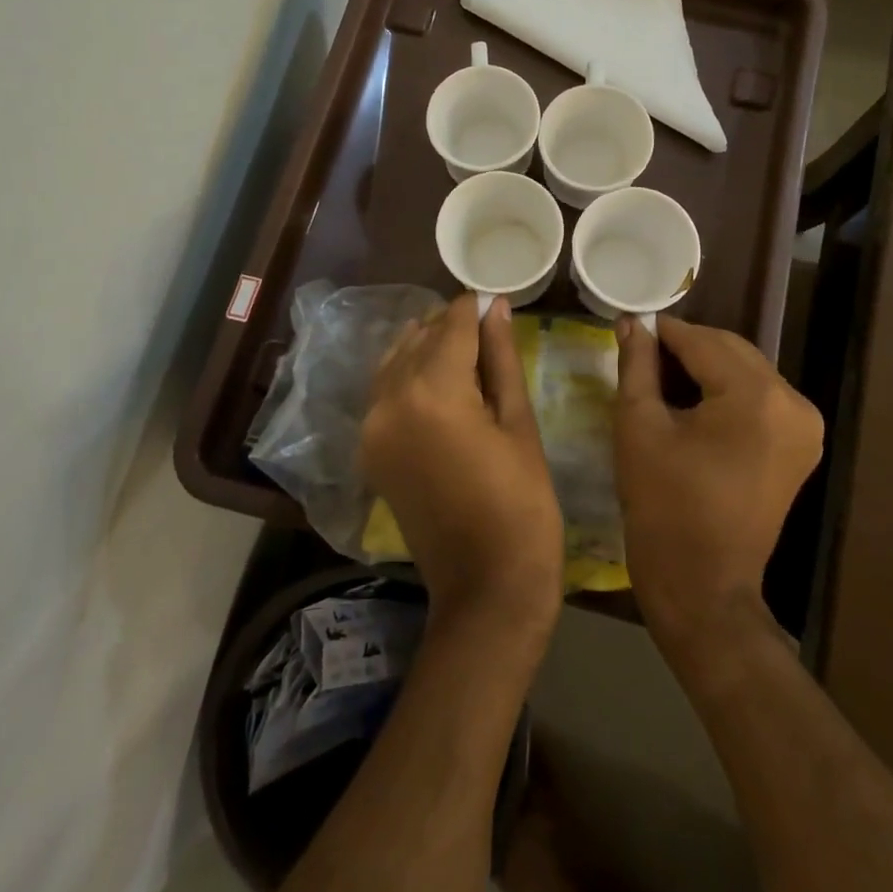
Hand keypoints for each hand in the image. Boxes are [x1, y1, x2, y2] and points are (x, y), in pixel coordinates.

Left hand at [359, 294, 563, 638]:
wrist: (486, 587)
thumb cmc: (522, 504)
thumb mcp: (519, 423)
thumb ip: (501, 358)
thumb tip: (495, 308)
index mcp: (431, 391)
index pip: (451, 323)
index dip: (476, 307)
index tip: (499, 303)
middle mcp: (389, 400)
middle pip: (419, 336)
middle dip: (453, 327)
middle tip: (491, 332)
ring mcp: (371, 427)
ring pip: (396, 360)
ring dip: (428, 349)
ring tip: (468, 357)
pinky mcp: (370, 450)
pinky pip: (385, 392)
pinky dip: (409, 377)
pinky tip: (441, 386)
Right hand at [613, 316, 822, 649]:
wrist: (703, 586)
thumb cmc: (663, 506)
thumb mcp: (640, 427)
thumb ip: (638, 366)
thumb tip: (632, 323)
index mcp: (756, 397)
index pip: (703, 342)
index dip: (664, 332)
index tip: (633, 328)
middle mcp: (793, 403)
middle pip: (731, 351)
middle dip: (687, 348)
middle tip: (643, 354)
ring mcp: (804, 426)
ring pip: (747, 371)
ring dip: (707, 368)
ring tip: (662, 379)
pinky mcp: (801, 446)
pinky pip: (760, 398)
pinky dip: (727, 392)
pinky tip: (693, 403)